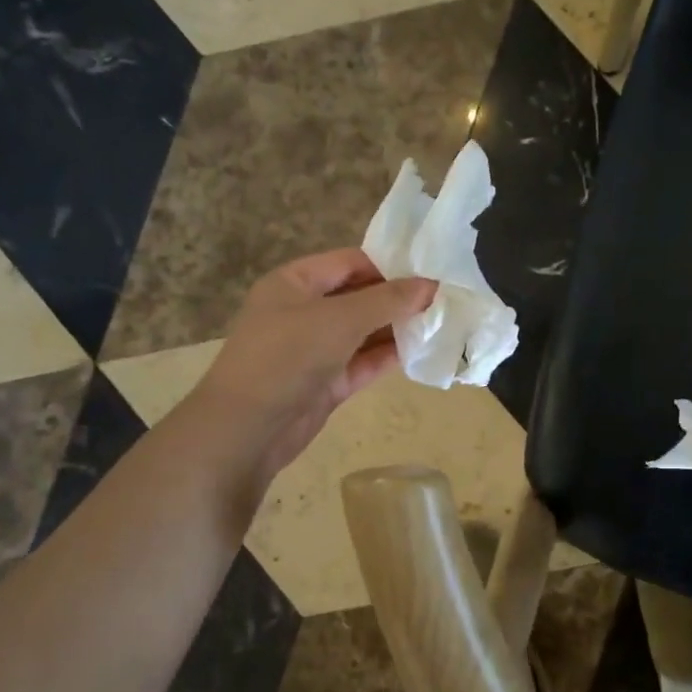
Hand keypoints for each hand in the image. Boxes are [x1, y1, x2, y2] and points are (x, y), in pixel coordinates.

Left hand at [196, 248, 435, 481]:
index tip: (431, 274)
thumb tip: (430, 285)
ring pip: (363, 331)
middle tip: (444, 300)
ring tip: (442, 324)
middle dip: (398, 298)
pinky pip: (363, 361)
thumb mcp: (340, 319)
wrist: (247, 429)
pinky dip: (388, 356)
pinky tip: (422, 351)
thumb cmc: (288, 356)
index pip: (350, 262)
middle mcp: (303, 310)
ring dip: (397, 328)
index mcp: (295, 282)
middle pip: (359, 296)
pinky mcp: (326, 381)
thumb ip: (388, 300)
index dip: (390, 265)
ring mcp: (314, 348)